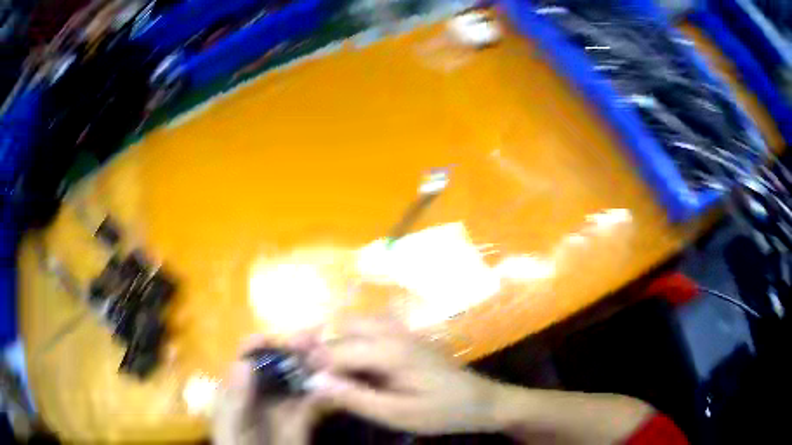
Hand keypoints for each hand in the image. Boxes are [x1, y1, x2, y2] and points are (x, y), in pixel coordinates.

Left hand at [212, 336, 325, 444]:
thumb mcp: (231, 426)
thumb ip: (236, 399)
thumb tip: (242, 363)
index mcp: (237, 391)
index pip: (246, 362)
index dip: (258, 346)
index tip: (272, 337)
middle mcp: (260, 394)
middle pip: (276, 367)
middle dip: (292, 351)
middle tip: (311, 337)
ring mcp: (282, 406)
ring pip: (296, 380)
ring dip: (310, 366)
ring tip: (326, 352)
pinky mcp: (302, 420)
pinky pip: (312, 402)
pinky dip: (322, 390)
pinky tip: (332, 382)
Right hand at [302, 319, 500, 434]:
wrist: (480, 400)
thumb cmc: (440, 412)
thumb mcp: (397, 414)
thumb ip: (354, 397)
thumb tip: (315, 381)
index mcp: (390, 351)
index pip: (336, 350)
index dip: (312, 362)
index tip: (296, 374)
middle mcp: (393, 332)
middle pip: (343, 325)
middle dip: (319, 341)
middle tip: (304, 364)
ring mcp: (403, 330)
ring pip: (356, 321)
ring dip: (335, 336)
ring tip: (321, 360)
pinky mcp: (407, 335)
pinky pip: (370, 325)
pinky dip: (351, 335)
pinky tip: (349, 356)